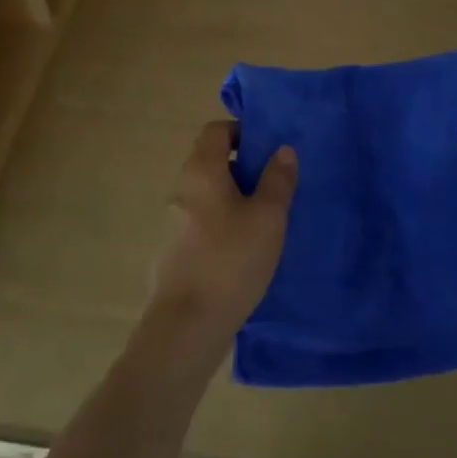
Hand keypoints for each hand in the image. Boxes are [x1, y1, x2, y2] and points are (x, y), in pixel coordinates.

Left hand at [147, 121, 297, 347]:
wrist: (186, 327)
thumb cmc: (230, 260)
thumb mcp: (267, 217)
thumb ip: (277, 180)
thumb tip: (283, 150)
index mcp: (201, 170)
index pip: (216, 130)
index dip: (242, 131)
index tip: (269, 148)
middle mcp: (181, 189)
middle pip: (212, 162)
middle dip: (243, 168)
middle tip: (275, 185)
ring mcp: (173, 223)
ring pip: (209, 196)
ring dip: (235, 199)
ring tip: (267, 221)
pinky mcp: (174, 253)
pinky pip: (203, 224)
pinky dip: (224, 225)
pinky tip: (246, 251)